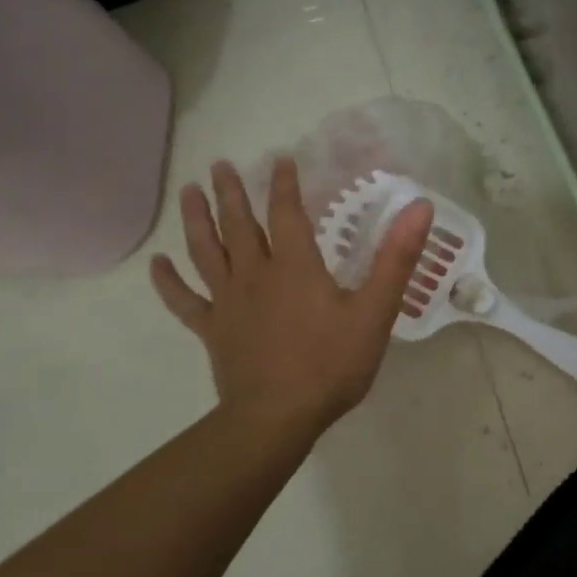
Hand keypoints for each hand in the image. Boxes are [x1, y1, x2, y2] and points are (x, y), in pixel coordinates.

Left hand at [151, 159, 433, 456]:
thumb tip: (419, 207)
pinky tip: (156, 262)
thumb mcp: (375, 311)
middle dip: (231, 192)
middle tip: (220, 164)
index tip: (280, 159)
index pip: (286, 213)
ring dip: (196, 219)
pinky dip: (168, 281)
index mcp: (295, 266)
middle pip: (239, 224)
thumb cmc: (331, 364)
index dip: (284, 184)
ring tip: (188, 191)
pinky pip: (183, 300)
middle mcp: (255, 274)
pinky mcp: (212, 330)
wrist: (278, 417)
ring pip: (206, 251)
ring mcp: (228, 302)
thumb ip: (396, 258)